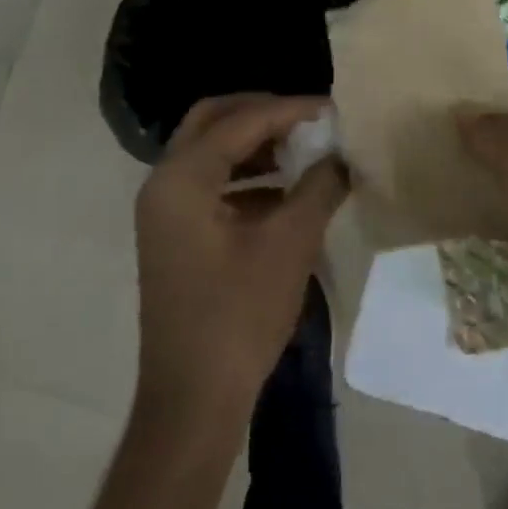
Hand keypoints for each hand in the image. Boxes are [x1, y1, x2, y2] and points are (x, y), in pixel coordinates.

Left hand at [133, 94, 346, 436]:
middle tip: (308, 118)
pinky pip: (211, 184)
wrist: (193, 400)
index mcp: (182, 179)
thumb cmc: (239, 316)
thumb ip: (319, 187)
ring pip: (210, 152)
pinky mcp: (176, 235)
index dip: (289, 109)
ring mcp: (165, 211)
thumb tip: (343, 155)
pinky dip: (247, 177)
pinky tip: (287, 191)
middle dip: (262, 113)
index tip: (332, 107)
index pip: (240, 121)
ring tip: (304, 148)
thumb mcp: (290, 244)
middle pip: (213, 121)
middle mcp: (164, 184)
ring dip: (255, 144)